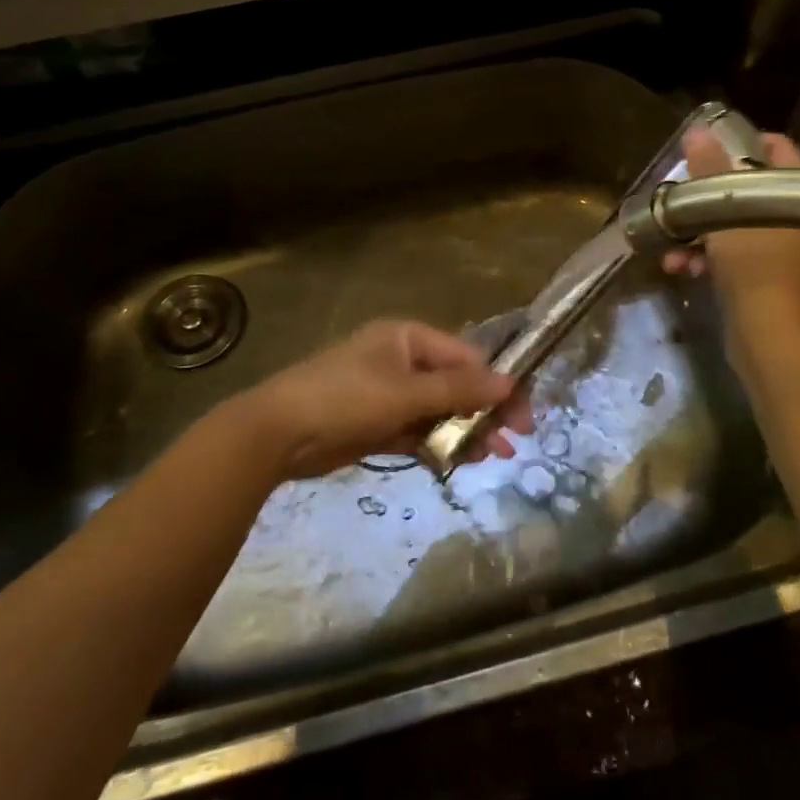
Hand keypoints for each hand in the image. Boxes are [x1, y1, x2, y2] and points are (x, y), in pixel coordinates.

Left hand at [237, 320, 530, 481]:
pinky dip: (439, 444)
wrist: (277, 434)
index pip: (465, 357)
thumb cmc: (345, 398)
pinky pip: (418, 431)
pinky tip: (462, 461)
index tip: (522, 414)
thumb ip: (459, 390)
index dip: (497, 383)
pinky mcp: (377, 425)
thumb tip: (510, 383)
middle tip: (516, 440)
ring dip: (466, 431)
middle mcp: (401, 361)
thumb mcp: (406, 392)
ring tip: (494, 456)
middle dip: (485, 410)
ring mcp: (388, 394)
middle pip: (455, 384)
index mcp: (407, 338)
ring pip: (439, 411)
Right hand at [660, 127, 799, 375]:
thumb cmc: (754, 265)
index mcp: (795, 196)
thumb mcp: (726, 211)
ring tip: (669, 243)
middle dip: (706, 193)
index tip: (712, 142)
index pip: (779, 151)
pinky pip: (725, 254)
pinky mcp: (757, 276)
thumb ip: (709, 170)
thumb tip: (696, 131)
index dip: (748, 140)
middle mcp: (790, 218)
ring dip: (695, 231)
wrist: (767, 336)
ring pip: (729, 224)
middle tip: (679, 191)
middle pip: (746, 189)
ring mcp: (774, 249)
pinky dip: (702, 258)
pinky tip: (676, 268)